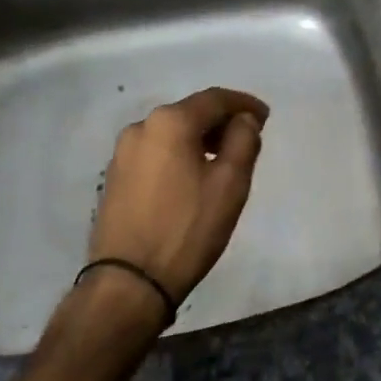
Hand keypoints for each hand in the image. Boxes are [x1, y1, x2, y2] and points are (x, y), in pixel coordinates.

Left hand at [87, 87, 268, 312]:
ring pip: (171, 133)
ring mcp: (122, 152)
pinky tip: (191, 176)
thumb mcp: (230, 184)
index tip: (265, 117)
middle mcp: (141, 127)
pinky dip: (178, 154)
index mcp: (170, 122)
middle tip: (247, 138)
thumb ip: (243, 141)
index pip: (215, 99)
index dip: (244, 104)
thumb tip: (243, 120)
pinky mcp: (114, 177)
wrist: (129, 282)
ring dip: (198, 138)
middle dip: (221, 121)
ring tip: (221, 159)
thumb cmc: (187, 228)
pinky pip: (155, 152)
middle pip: (190, 112)